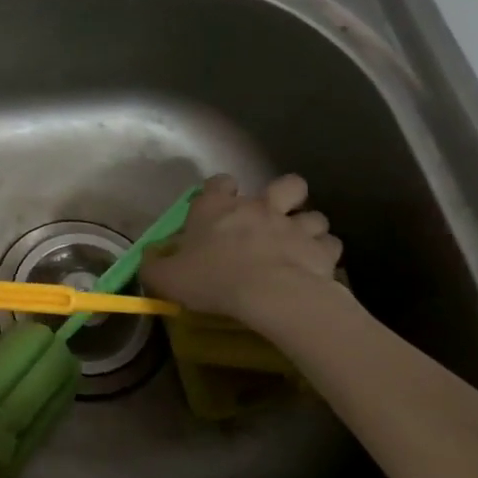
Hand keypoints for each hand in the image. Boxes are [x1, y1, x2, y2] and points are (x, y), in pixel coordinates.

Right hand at [141, 173, 342, 322]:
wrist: (270, 294)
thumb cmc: (214, 278)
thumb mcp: (168, 277)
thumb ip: (155, 266)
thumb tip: (147, 261)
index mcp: (217, 208)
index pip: (220, 182)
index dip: (221, 189)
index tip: (219, 202)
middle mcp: (258, 208)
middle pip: (285, 184)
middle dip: (285, 195)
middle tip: (276, 215)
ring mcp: (294, 226)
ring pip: (314, 214)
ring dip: (308, 226)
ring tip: (300, 243)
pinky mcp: (321, 250)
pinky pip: (330, 245)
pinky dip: (325, 253)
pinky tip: (316, 266)